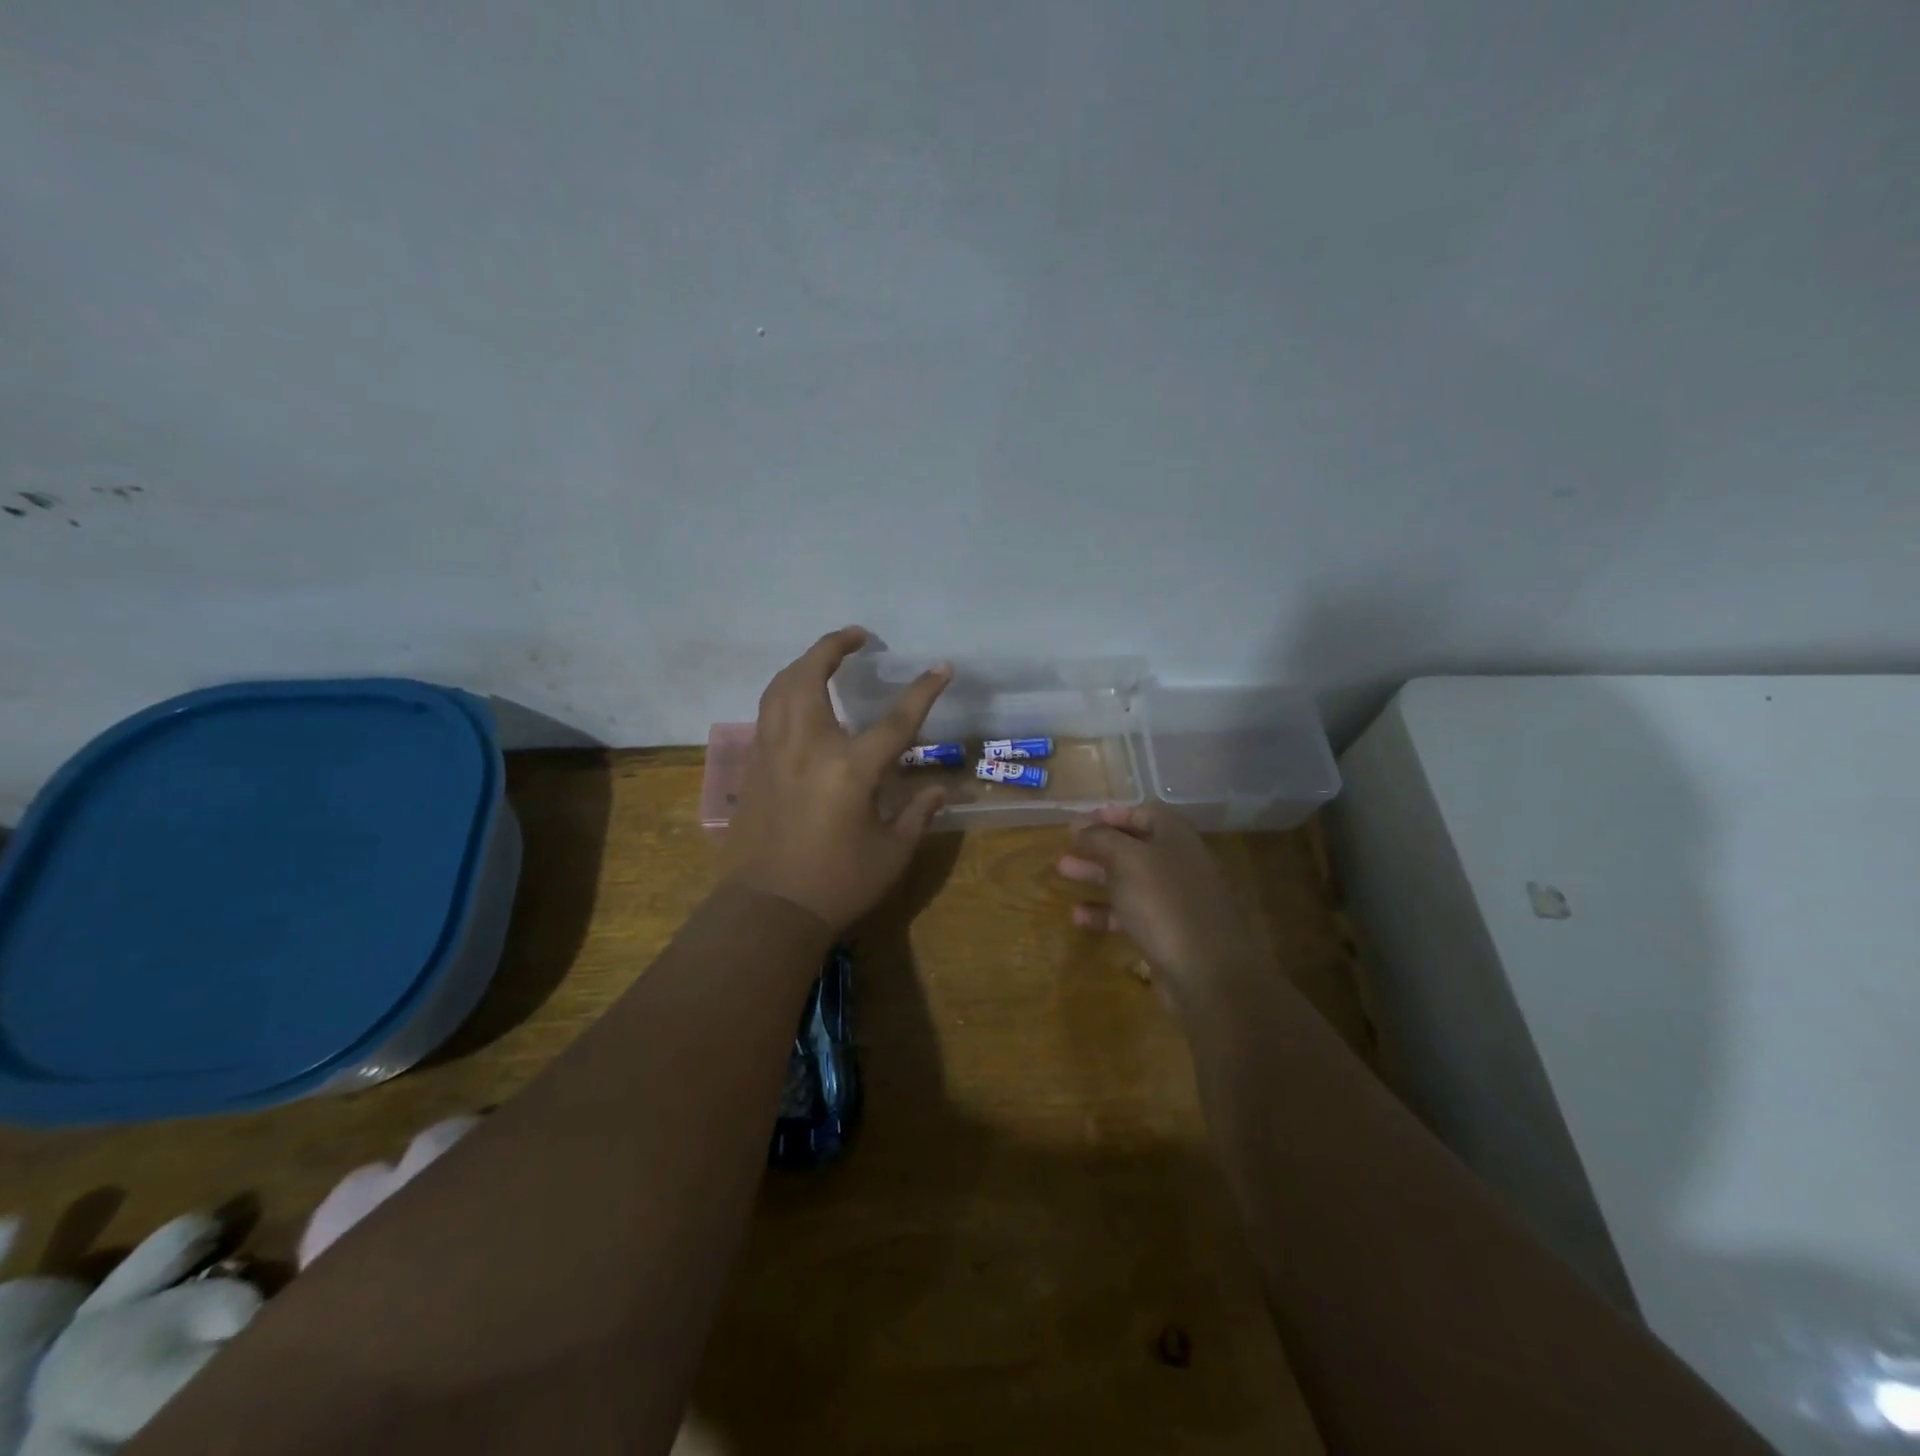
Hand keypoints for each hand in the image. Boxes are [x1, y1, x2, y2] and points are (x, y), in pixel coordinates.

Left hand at [722, 626, 951, 932]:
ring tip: (825, 658)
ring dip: (803, 663)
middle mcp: (807, 747)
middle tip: (856, 637)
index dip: (923, 691)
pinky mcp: (753, 767)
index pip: (896, 720)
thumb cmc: (837, 884)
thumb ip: (917, 814)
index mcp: (850, 769)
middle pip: (811, 676)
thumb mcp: (891, 853)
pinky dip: (785, 692)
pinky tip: (799, 701)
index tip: (942, 667)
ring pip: (779, 688)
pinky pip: (767, 713)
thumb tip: (941, 790)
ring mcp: (773, 753)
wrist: (767, 910)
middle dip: (833, 646)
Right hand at [1056, 804, 1265, 1010]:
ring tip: (1063, 873)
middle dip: (1097, 846)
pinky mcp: (1168, 932)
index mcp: (1175, 836)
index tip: (1078, 823)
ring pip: (1129, 880)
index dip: (1110, 815)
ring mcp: (1175, 899)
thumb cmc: (1163, 902)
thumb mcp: (1126, 859)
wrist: (1206, 973)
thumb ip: (1100, 838)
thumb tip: (1079, 825)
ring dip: (1096, 875)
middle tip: (1065, 848)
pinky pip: (1132, 914)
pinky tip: (1078, 917)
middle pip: (1132, 847)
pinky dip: (1106, 912)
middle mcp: (1178, 862)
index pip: (1141, 813)